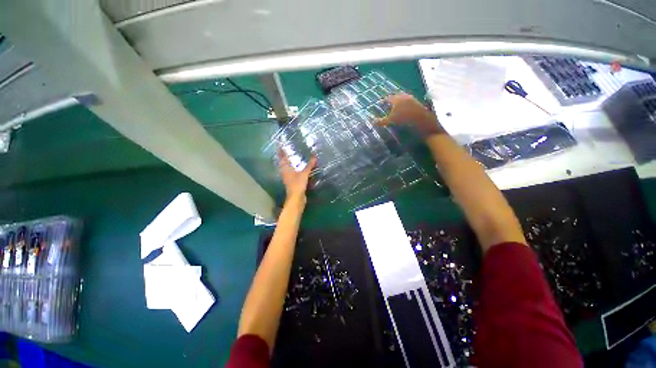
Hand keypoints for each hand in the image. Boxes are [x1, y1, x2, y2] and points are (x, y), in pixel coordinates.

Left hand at [278, 150, 315, 199]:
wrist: (296, 198)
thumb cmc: (297, 184)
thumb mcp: (304, 173)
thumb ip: (309, 165)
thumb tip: (314, 156)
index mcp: (285, 169)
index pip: (282, 158)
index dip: (281, 152)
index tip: (280, 146)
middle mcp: (285, 173)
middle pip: (283, 163)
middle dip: (285, 158)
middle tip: (288, 151)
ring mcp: (288, 178)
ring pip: (287, 169)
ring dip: (289, 164)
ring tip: (293, 159)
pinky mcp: (292, 183)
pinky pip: (292, 174)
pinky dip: (294, 170)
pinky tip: (298, 169)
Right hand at [376, 93, 443, 137]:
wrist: (421, 120)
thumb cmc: (404, 119)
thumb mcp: (390, 121)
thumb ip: (381, 121)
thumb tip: (372, 121)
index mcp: (396, 99)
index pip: (388, 98)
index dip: (383, 101)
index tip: (381, 103)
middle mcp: (404, 96)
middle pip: (396, 96)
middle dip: (392, 99)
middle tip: (388, 103)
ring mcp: (412, 99)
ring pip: (403, 98)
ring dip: (399, 101)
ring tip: (396, 106)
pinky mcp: (418, 103)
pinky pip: (409, 101)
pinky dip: (405, 104)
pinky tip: (405, 110)